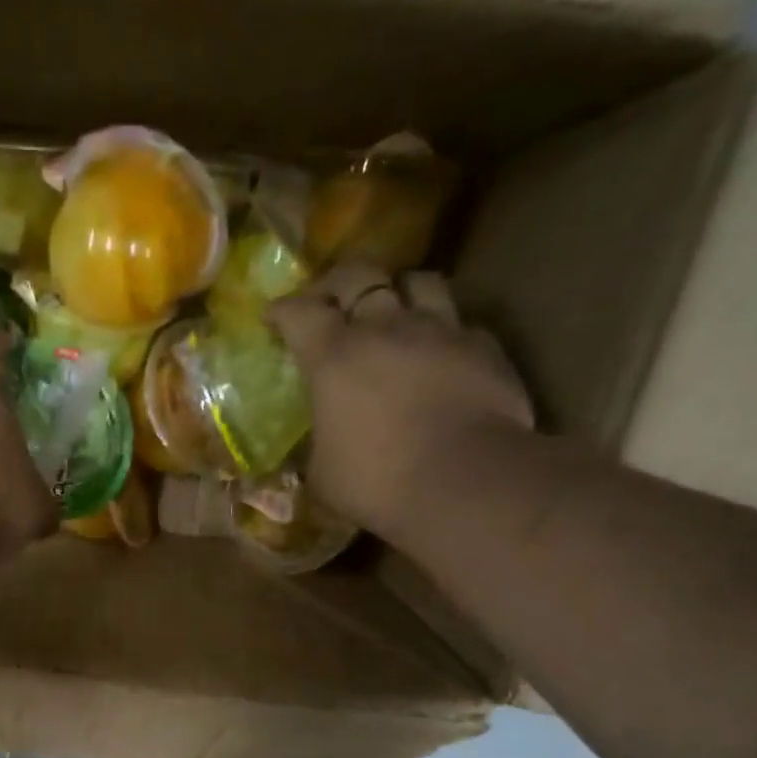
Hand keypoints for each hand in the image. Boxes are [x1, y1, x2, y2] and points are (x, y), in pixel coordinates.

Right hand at [268, 263, 532, 537]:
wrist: (464, 481)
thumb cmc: (376, 481)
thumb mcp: (321, 475)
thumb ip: (313, 450)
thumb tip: (310, 451)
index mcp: (334, 357)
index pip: (299, 312)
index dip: (282, 310)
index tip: (273, 318)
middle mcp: (385, 328)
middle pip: (359, 276)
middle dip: (337, 283)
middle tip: (329, 300)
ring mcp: (440, 331)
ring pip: (418, 281)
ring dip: (399, 290)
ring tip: (393, 310)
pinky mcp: (484, 347)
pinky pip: (460, 323)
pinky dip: (444, 331)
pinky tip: (440, 352)